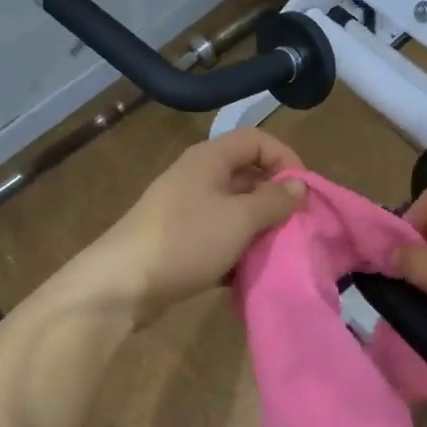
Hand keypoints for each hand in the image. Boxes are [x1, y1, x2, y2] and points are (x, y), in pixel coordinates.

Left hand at [75, 129, 306, 325]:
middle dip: (276, 201)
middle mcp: (197, 178)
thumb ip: (274, 200)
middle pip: (248, 177)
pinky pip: (219, 239)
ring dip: (259, 230)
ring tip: (277, 253)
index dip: (285, 158)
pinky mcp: (180, 242)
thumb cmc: (186, 240)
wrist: (122, 285)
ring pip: (235, 212)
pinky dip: (236, 252)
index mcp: (209, 159)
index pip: (257, 140)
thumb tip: (299, 186)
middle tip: (297, 227)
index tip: (304, 192)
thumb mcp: (239, 218)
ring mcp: (186, 211)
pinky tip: (248, 275)